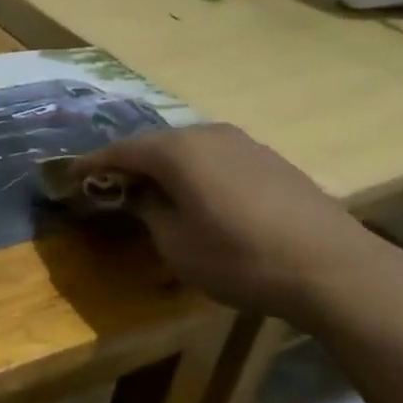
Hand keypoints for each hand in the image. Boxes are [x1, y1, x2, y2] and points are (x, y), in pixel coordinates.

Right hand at [72, 124, 402, 325]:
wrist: (334, 268)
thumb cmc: (240, 258)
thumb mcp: (176, 245)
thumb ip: (149, 213)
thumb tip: (139, 197)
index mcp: (176, 152)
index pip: (119, 151)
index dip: (90, 165)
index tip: (68, 177)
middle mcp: (206, 134)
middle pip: (153, 144)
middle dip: (127, 164)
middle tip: (107, 185)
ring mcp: (242, 143)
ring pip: (186, 149)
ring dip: (163, 167)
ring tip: (149, 191)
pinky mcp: (269, 159)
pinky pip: (214, 157)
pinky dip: (194, 172)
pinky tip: (196, 195)